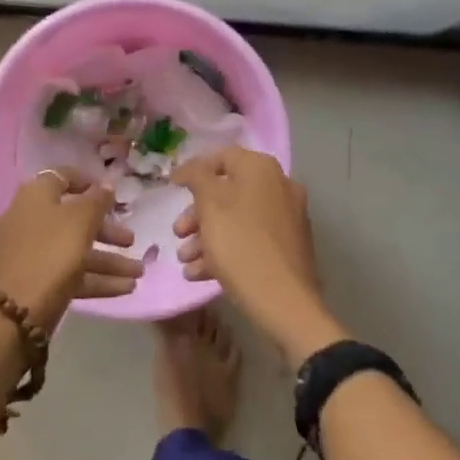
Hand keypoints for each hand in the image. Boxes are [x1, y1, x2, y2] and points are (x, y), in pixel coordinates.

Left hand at [0, 169, 141, 330]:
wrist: (15, 314)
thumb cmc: (51, 253)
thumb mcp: (81, 220)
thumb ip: (97, 200)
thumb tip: (107, 184)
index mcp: (36, 196)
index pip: (62, 177)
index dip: (88, 183)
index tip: (113, 194)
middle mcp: (30, 219)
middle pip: (73, 218)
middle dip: (106, 230)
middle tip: (131, 240)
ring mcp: (31, 252)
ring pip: (75, 249)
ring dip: (108, 259)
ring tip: (139, 272)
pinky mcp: (36, 281)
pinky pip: (70, 273)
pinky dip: (96, 278)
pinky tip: (126, 288)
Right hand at [174, 148, 342, 363]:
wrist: (285, 302)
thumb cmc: (240, 244)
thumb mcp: (210, 205)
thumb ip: (196, 177)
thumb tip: (190, 167)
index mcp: (261, 169)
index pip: (221, 157)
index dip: (193, 171)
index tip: (171, 189)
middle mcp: (279, 186)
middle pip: (227, 191)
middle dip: (197, 213)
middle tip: (178, 232)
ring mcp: (287, 217)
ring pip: (237, 218)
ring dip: (206, 236)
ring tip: (186, 260)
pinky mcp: (288, 246)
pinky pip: (250, 239)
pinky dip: (226, 250)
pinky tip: (200, 274)